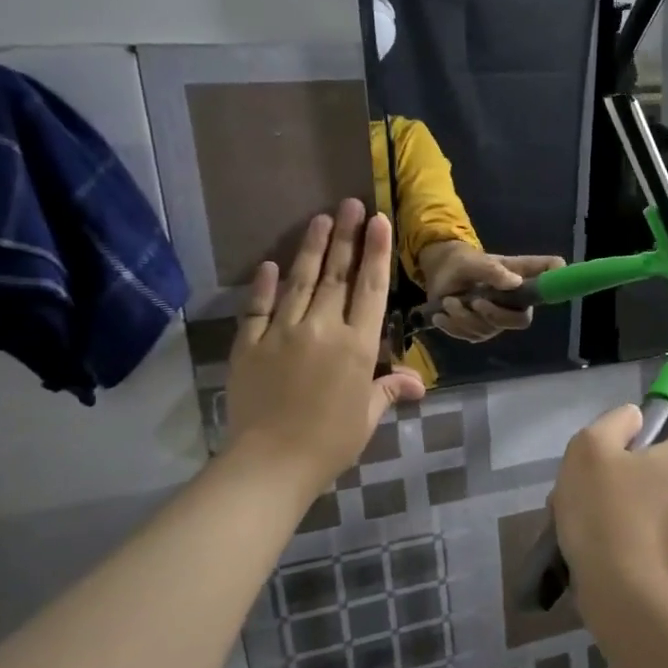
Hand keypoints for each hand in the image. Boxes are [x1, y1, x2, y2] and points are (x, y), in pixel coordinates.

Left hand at [224, 200, 424, 495]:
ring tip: (321, 219)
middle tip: (351, 205)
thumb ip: (388, 390)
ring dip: (312, 249)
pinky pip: (258, 308)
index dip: (377, 253)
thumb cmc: (331, 441)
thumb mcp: (367, 416)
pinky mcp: (250, 345)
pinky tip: (269, 264)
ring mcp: (283, 333)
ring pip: (299, 282)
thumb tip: (417, 384)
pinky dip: (263, 285)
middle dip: (347, 237)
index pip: (371, 289)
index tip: (379, 221)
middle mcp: (322, 329)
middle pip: (337, 276)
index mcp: (357, 345)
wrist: (271, 462)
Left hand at [418, 242, 565, 342]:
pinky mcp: (479, 331)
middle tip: (474, 302)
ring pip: (488, 330)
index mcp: (521, 280)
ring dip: (463, 317)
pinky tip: (442, 315)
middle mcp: (515, 303)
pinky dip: (452, 326)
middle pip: (521, 320)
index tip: (554, 278)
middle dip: (494, 315)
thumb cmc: (463, 263)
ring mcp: (497, 320)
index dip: (557, 284)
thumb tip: (514, 282)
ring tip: (449, 301)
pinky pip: (470, 337)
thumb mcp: (474, 262)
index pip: (549, 282)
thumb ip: (492, 271)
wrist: (441, 274)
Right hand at [550, 384, 667, 621]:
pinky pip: (645, 508)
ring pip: (656, 479)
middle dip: (644, 441)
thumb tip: (634, 421)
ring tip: (580, 491)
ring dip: (623, 476)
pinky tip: (583, 519)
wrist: (618, 592)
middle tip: (606, 449)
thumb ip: (615, 422)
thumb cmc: (608, 509)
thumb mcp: (593, 447)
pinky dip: (620, 505)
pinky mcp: (667, 543)